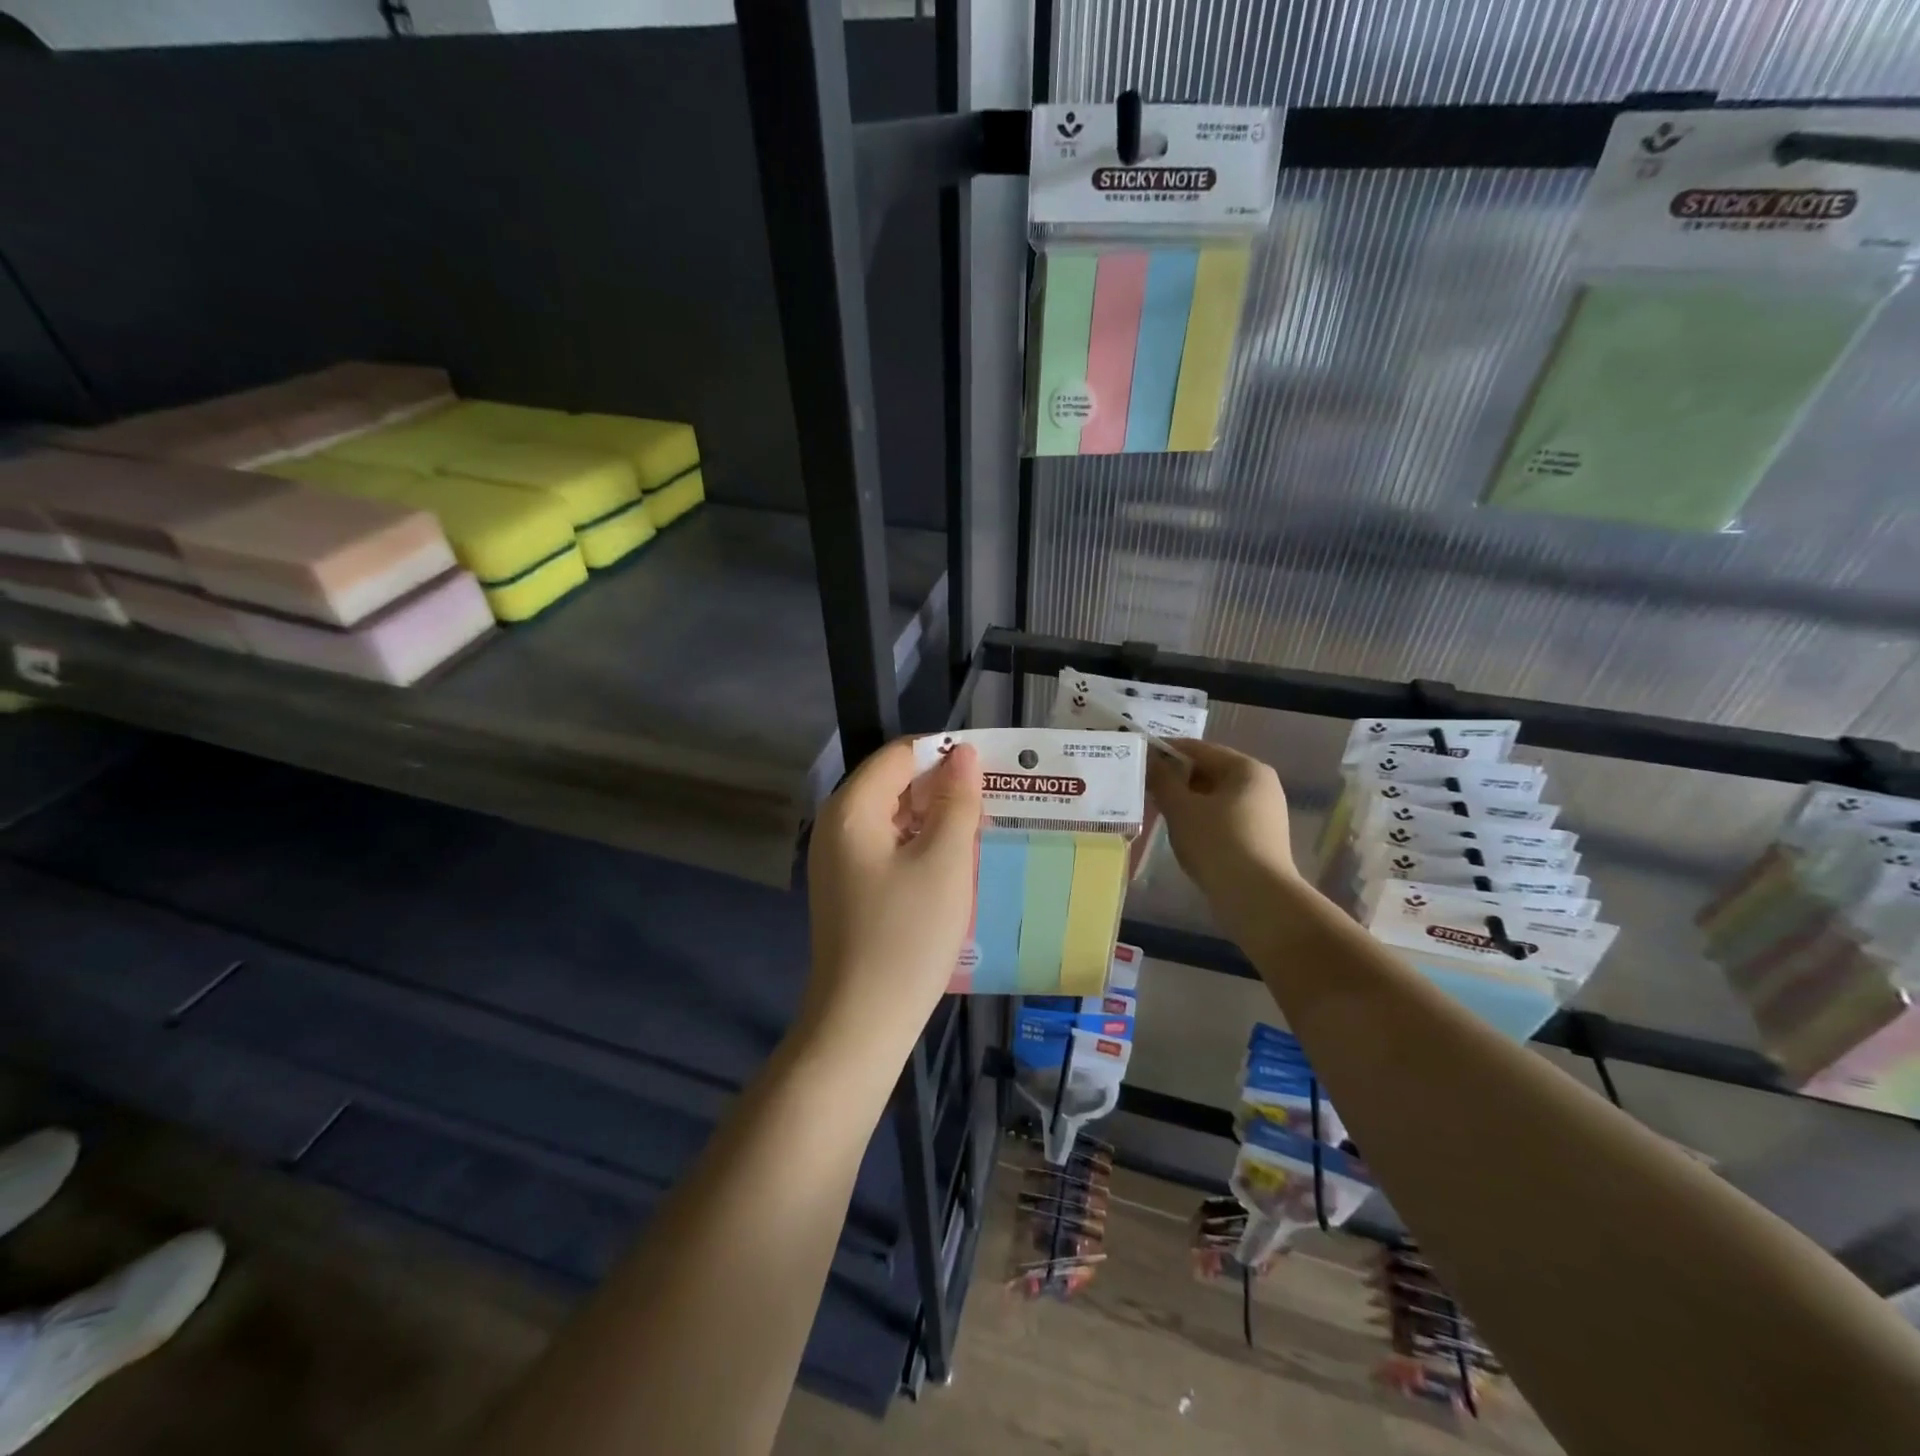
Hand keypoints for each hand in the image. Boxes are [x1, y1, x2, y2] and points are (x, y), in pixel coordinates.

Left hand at [803, 739, 982, 1057]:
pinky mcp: (848, 886)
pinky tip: (953, 862)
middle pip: (894, 783)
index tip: (990, 770)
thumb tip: (964, 754)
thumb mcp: (945, 862)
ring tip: (981, 830)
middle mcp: (837, 824)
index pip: (900, 754)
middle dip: (942, 787)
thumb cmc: (907, 935)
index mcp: (852, 808)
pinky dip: (920, 845)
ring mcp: (839, 858)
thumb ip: (957, 801)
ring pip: (894, 816)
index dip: (945, 754)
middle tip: (992, 802)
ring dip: (935, 818)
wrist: (862, 1020)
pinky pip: (888, 846)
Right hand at [1147, 740, 1297, 907]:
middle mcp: (1260, 784)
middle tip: (1143, 787)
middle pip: (1209, 771)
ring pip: (1214, 797)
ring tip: (1156, 810)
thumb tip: (1149, 758)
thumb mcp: (1181, 808)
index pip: (1198, 749)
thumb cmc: (1217, 843)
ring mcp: (1263, 813)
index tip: (1138, 759)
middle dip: (1175, 778)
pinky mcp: (1259, 838)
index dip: (1166, 751)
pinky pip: (1223, 817)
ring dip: (1185, 801)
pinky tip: (1180, 833)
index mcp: (1246, 769)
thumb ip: (1162, 779)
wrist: (1256, 898)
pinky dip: (1200, 819)